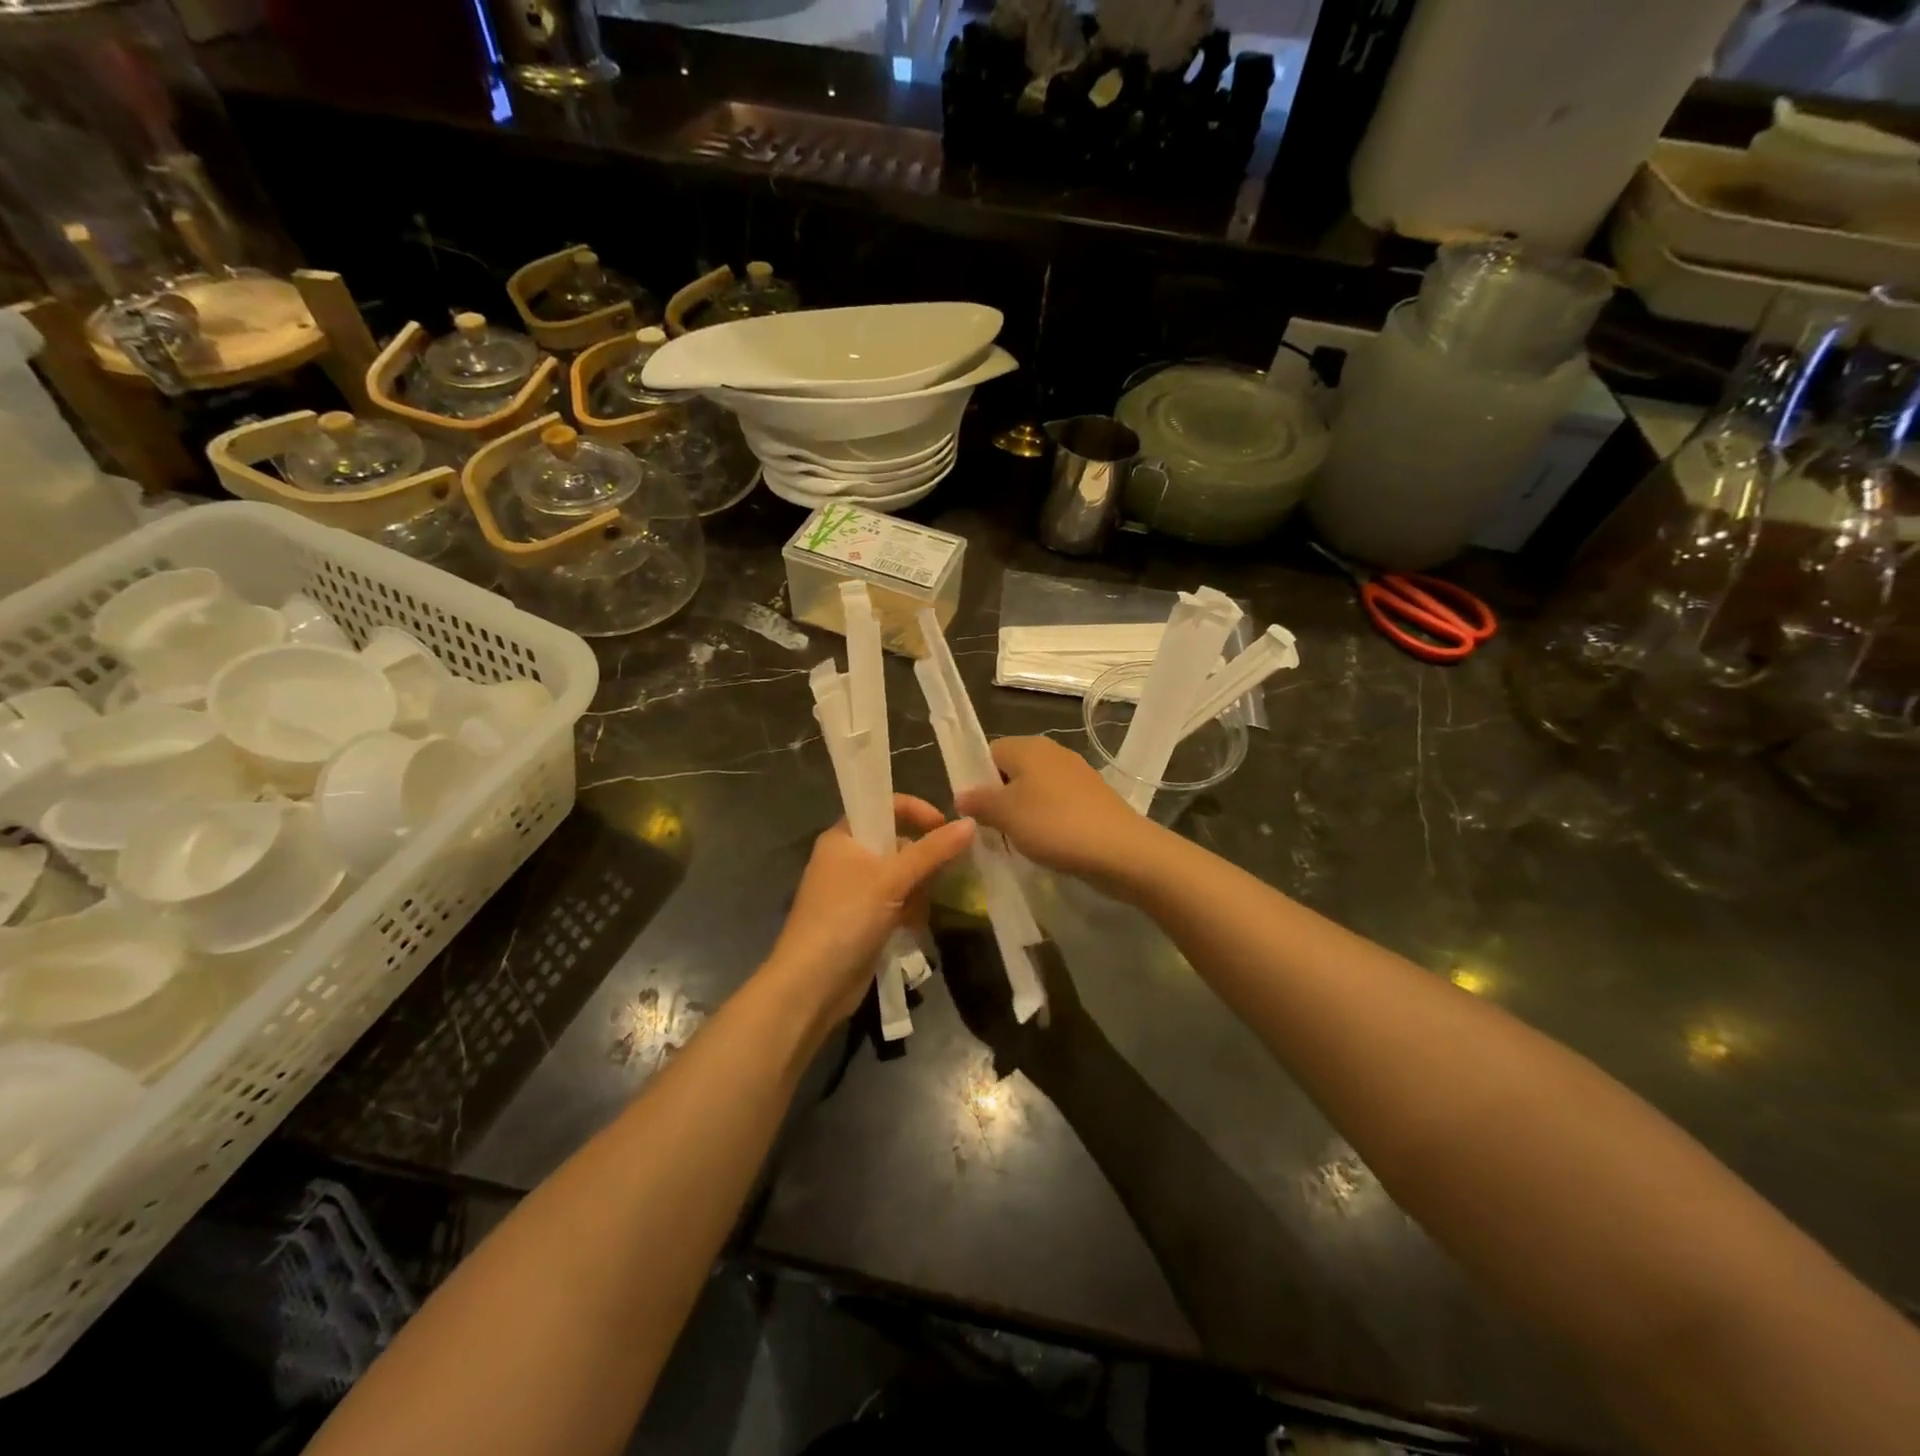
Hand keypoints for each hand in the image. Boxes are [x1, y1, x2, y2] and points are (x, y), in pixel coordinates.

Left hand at [762, 795, 974, 1031]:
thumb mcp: (892, 879)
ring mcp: (855, 891)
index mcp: (844, 837)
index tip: (946, 828)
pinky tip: (913, 927)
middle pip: (898, 843)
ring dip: (918, 891)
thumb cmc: (846, 919)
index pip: (885, 807)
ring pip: (901, 876)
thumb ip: (933, 851)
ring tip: (921, 910)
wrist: (810, 986)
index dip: (917, 812)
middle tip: (942, 876)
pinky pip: (896, 902)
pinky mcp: (863, 919)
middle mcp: (847, 858)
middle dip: (923, 861)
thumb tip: (971, 823)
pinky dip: (909, 910)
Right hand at [954, 737, 1158, 889]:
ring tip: (1018, 842)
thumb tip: (963, 795)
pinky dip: (1047, 821)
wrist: (1120, 850)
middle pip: (1012, 771)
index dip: (975, 780)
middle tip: (993, 830)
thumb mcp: (1005, 815)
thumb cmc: (1054, 825)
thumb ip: (979, 802)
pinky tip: (1047, 845)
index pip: (988, 752)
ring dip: (1023, 813)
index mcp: (1028, 746)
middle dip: (999, 799)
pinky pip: (1057, 805)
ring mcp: (1076, 774)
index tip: (974, 811)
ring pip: (1035, 790)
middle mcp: (1053, 752)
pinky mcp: (1093, 797)